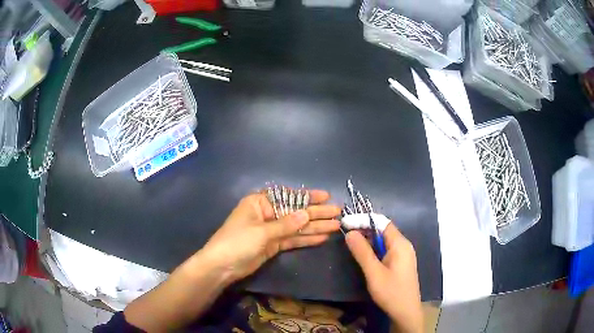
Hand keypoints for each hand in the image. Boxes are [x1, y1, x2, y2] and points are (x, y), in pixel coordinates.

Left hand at [198, 190, 341, 283]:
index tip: (326, 197)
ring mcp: (271, 231)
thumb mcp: (262, 232)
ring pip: (297, 227)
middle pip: (296, 212)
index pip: (288, 197)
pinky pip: (293, 240)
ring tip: (335, 226)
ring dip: (315, 227)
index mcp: (260, 203)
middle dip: (316, 213)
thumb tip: (307, 213)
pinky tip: (322, 238)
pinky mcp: (273, 245)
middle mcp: (267, 214)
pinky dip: (306, 239)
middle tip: (337, 213)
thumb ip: (286, 224)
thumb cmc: (237, 242)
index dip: (308, 197)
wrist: (222, 267)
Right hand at [346, 223, 422, 332]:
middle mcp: (404, 245)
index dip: (364, 220)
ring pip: (384, 240)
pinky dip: (374, 248)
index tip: (346, 222)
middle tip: (346, 232)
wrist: (406, 312)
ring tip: (351, 241)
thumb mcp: (374, 273)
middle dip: (365, 228)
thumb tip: (350, 233)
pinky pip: (386, 249)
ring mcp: (403, 255)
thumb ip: (362, 252)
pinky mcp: (400, 263)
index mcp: (400, 244)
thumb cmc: (391, 292)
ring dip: (369, 238)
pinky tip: (364, 254)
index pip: (382, 222)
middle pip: (384, 230)